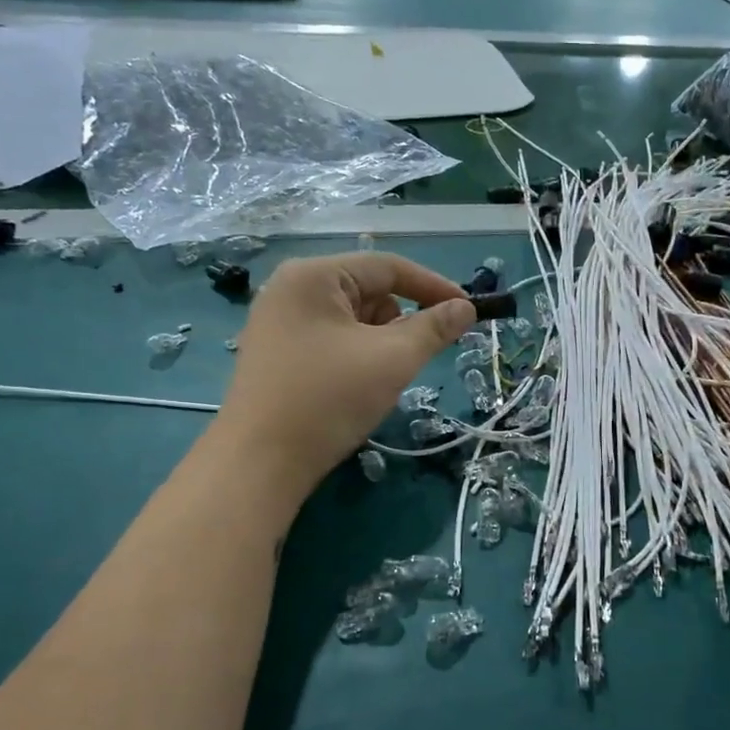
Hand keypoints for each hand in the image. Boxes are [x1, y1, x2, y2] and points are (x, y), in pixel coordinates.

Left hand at [217, 252, 475, 495]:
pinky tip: (358, 387)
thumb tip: (466, 308)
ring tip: (382, 378)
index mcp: (313, 276)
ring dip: (381, 342)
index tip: (468, 311)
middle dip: (402, 321)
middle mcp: (292, 289)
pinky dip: (358, 356)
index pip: (388, 267)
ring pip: (354, 319)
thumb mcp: (392, 359)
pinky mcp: (278, 353)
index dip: (434, 286)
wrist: (260, 462)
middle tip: (418, 356)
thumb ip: (434, 328)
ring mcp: (280, 322)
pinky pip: (333, 340)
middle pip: (369, 291)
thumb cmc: (329, 399)